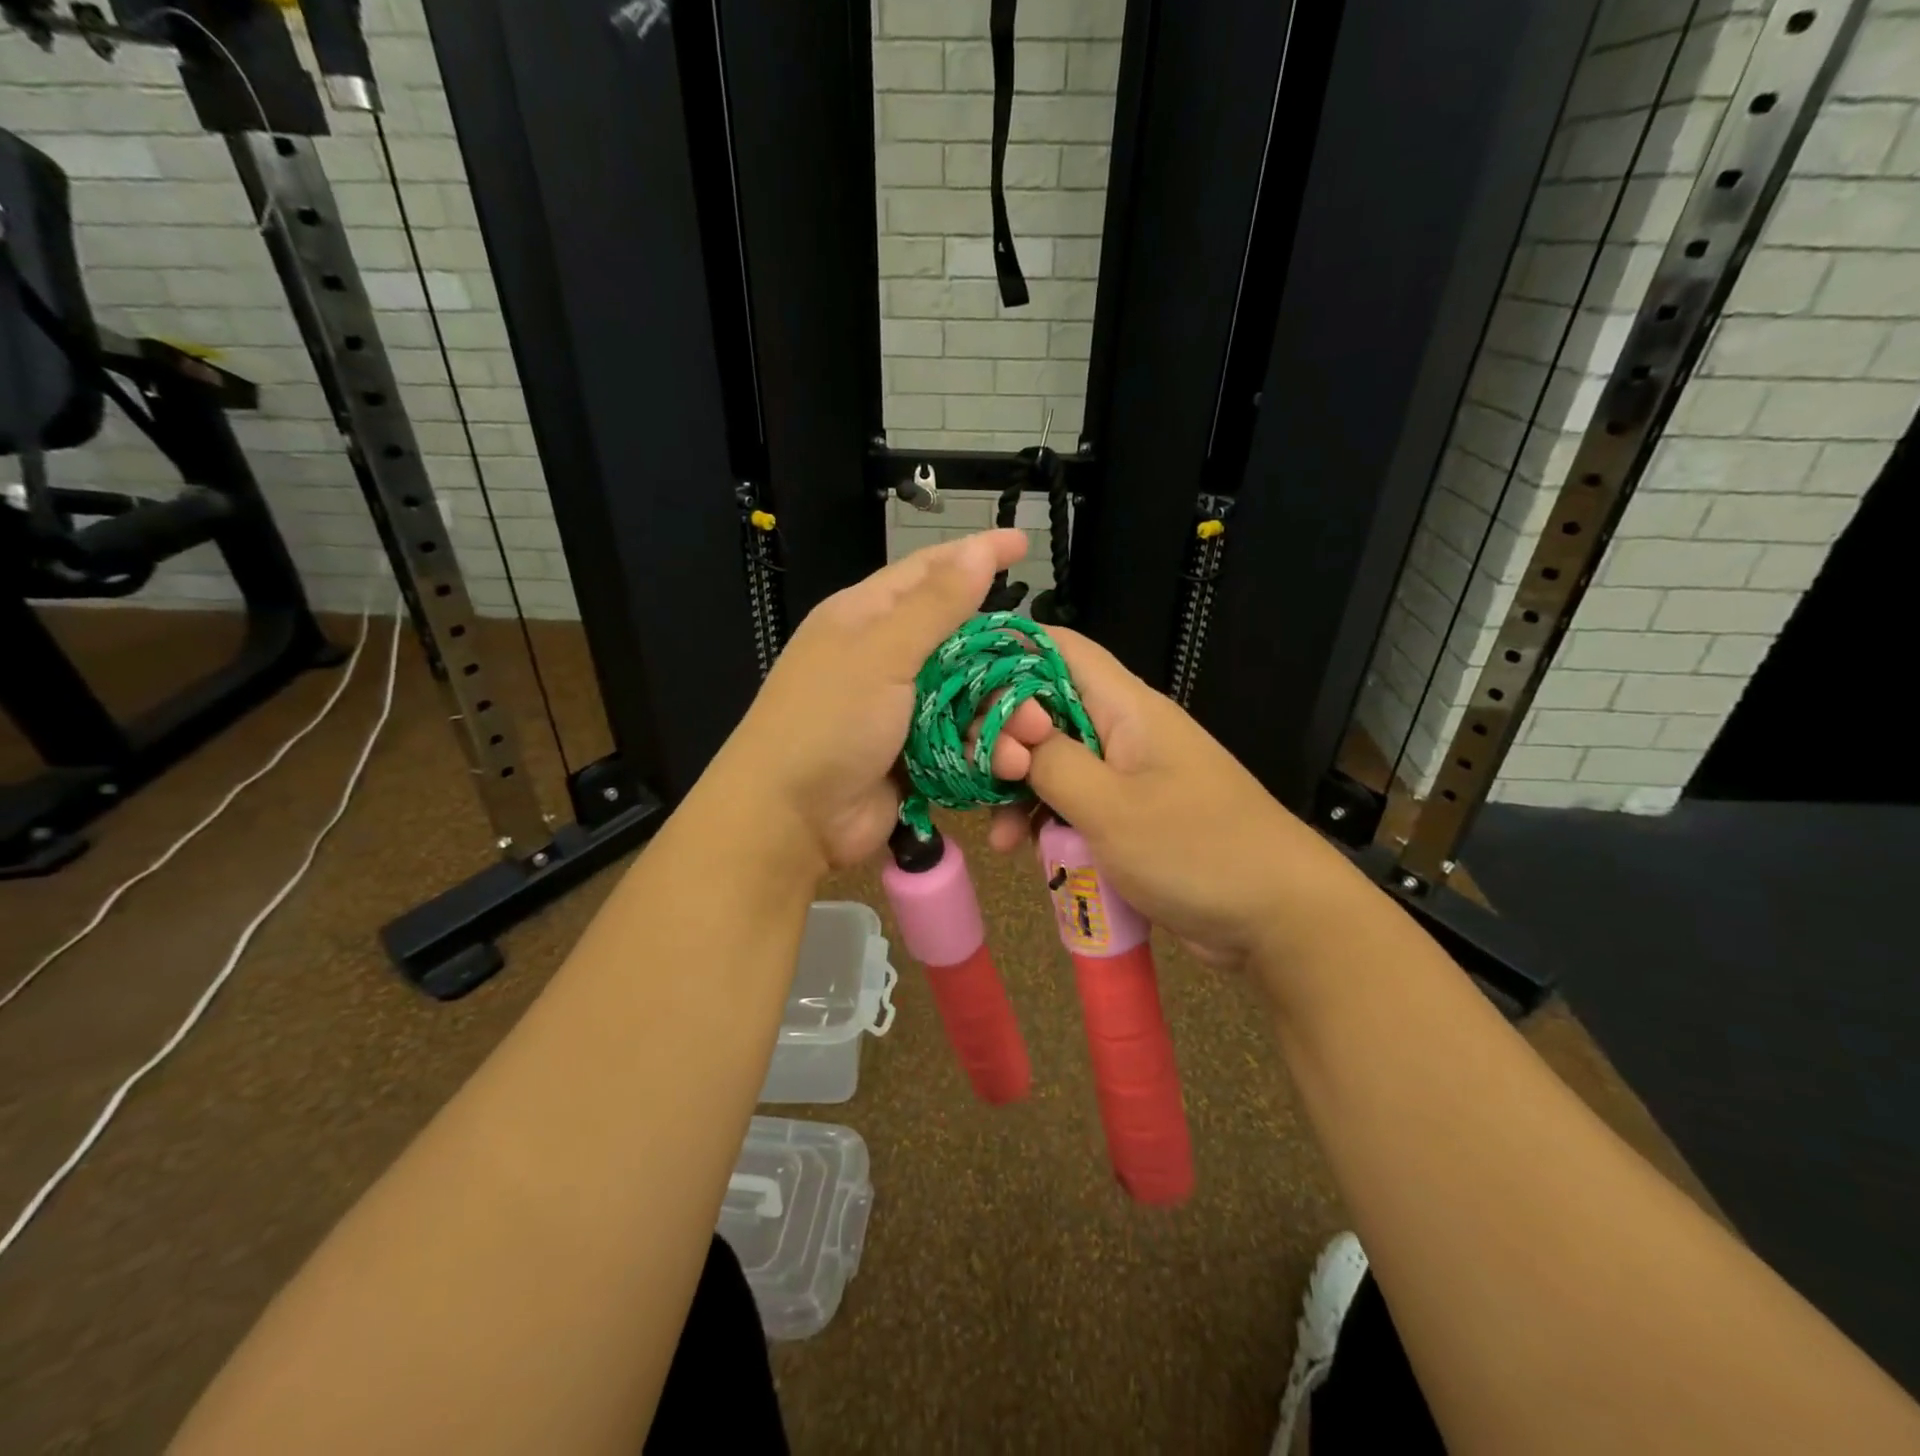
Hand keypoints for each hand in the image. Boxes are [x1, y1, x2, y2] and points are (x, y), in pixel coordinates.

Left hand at [715, 529, 1028, 872]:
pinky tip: (1007, 764)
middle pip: (959, 641)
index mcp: (866, 616)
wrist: (790, 819)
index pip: (929, 571)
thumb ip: (935, 606)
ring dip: (1001, 715)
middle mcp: (883, 656)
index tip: (1023, 543)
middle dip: (1002, 660)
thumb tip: (976, 550)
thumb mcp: (882, 654)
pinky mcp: (912, 754)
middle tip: (1040, 676)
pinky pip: (960, 740)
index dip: (976, 555)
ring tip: (1032, 735)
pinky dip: (985, 750)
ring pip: (966, 696)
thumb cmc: (829, 722)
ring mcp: (898, 709)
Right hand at [983, 627, 1362, 977]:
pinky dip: (1045, 821)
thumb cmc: (1196, 850)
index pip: (1059, 648)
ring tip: (998, 836)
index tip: (956, 683)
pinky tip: (1021, 850)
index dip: (1004, 653)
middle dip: (1001, 739)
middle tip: (967, 773)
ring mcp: (1127, 774)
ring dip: (1018, 791)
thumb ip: (1052, 763)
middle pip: (1046, 709)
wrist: (1279, 917)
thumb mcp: (1111, 808)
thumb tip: (1009, 733)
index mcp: (1126, 707)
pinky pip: (1073, 803)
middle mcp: (1123, 730)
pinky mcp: (1128, 815)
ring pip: (1053, 762)